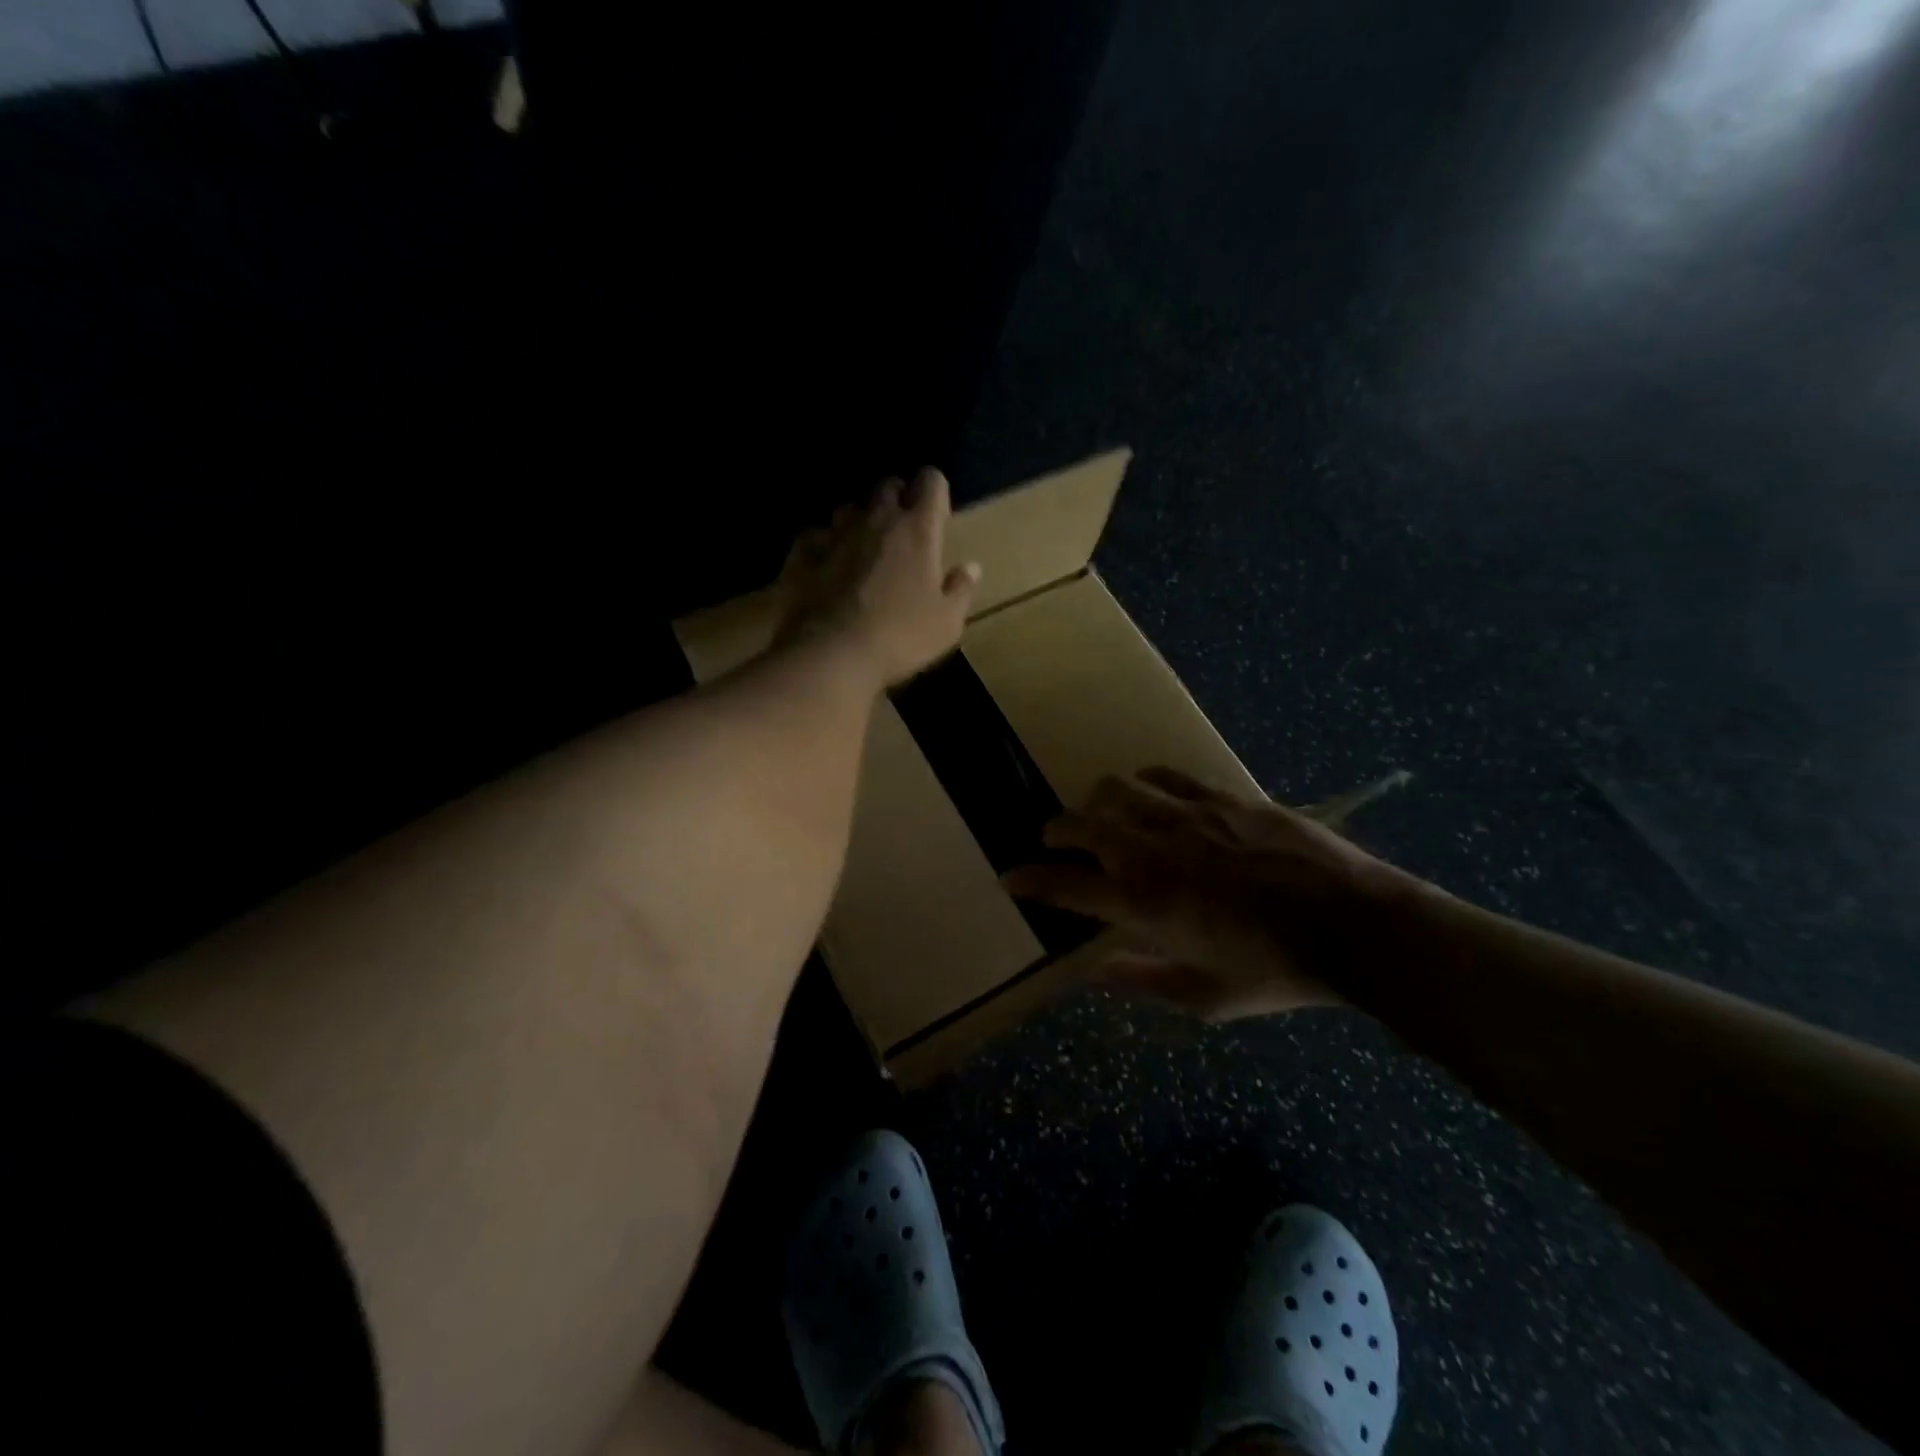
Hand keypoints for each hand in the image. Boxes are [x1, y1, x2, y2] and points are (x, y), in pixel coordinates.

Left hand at [775, 469, 980, 687]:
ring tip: (862, 547)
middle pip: (887, 486)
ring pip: (849, 509)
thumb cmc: (900, 638)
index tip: (937, 515)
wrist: (832, 654)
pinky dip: (823, 545)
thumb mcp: (946, 623)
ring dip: (858, 521)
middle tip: (902, 529)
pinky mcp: (803, 553)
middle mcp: (876, 520)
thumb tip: (971, 567)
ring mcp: (835, 534)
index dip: (935, 491)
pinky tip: (825, 566)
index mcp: (917, 531)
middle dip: (897, 499)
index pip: (931, 482)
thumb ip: (960, 590)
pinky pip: (814, 536)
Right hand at [1004, 768, 1425, 1020]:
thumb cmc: (1278, 971)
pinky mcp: (1222, 797)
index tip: (1010, 876)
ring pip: (1118, 790)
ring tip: (1101, 814)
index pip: (1066, 885)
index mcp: (1145, 904)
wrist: (1355, 925)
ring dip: (1097, 803)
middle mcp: (1154, 851)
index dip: (1031, 879)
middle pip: (1081, 824)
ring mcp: (1188, 816)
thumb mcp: (1207, 996)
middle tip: (1051, 840)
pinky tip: (1152, 795)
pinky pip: (1167, 777)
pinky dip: (1146, 784)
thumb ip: (1144, 982)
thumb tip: (1095, 974)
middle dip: (1055, 831)